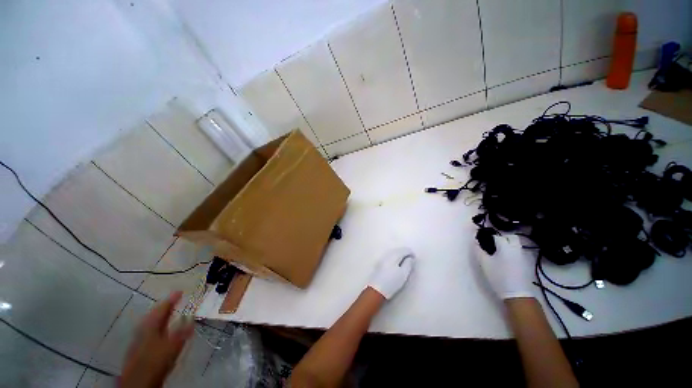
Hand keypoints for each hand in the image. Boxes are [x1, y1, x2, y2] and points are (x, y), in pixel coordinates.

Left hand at [120, 292, 193, 387]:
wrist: (137, 381)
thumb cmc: (155, 360)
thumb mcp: (172, 346)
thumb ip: (182, 332)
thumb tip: (191, 318)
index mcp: (151, 325)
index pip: (163, 309)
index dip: (172, 299)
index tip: (180, 291)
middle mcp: (144, 329)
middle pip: (154, 314)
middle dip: (164, 307)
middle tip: (174, 299)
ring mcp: (139, 338)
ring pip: (150, 322)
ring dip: (160, 316)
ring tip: (168, 312)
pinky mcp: (139, 348)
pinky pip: (149, 330)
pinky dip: (156, 325)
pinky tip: (159, 329)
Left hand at [367, 247, 414, 298]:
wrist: (376, 289)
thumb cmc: (392, 282)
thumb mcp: (403, 274)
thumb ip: (408, 264)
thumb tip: (410, 258)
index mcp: (394, 256)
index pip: (404, 250)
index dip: (410, 253)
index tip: (415, 258)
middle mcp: (387, 254)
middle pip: (398, 250)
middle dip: (404, 252)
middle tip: (411, 258)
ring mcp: (382, 258)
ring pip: (393, 252)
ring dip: (399, 254)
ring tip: (404, 260)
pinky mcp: (379, 262)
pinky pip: (389, 255)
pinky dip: (394, 256)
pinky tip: (396, 261)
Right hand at [476, 235, 534, 299]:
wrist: (517, 294)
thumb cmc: (499, 276)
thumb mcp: (484, 263)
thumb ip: (479, 250)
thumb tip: (475, 242)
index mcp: (505, 247)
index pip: (497, 236)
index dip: (489, 237)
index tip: (484, 241)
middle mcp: (516, 249)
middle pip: (511, 238)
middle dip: (503, 239)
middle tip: (494, 245)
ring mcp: (523, 257)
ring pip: (516, 246)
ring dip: (508, 246)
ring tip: (499, 254)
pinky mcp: (526, 265)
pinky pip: (519, 253)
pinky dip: (513, 253)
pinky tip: (507, 262)